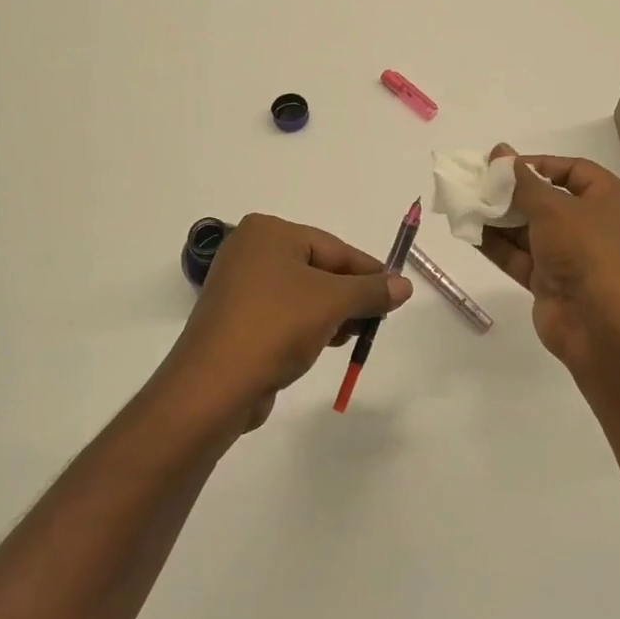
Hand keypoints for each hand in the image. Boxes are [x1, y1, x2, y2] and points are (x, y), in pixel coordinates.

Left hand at [168, 214, 412, 428]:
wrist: (215, 386)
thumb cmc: (276, 327)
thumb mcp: (332, 303)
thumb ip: (371, 291)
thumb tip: (404, 285)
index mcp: (268, 232)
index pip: (333, 248)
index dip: (369, 271)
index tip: (397, 292)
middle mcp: (250, 251)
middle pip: (318, 269)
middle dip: (350, 295)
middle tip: (377, 319)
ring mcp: (239, 286)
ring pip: (302, 294)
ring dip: (331, 313)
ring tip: (354, 336)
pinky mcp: (236, 319)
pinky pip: (283, 314)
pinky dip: (307, 325)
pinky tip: (325, 344)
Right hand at [477, 146, 619, 372]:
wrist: (602, 327)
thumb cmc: (587, 252)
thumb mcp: (553, 208)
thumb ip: (520, 181)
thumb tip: (499, 150)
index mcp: (611, 201)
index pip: (573, 170)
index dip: (538, 164)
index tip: (503, 165)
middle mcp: (595, 226)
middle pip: (548, 201)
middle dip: (511, 193)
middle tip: (476, 184)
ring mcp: (573, 257)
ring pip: (530, 230)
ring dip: (499, 219)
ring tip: (465, 205)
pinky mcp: (551, 283)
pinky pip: (521, 257)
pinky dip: (497, 245)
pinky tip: (469, 232)